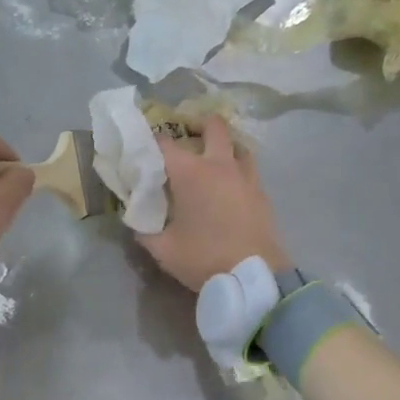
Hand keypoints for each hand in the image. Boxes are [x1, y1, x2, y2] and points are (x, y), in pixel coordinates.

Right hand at [136, 119, 289, 290]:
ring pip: (237, 145)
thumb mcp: (163, 249)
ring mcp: (246, 177)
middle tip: (186, 135)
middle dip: (198, 123)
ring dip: (223, 146)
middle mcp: (220, 165)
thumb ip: (145, 230)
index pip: (165, 143)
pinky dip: (236, 169)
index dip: (151, 141)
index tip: (143, 148)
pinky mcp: (262, 193)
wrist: (254, 276)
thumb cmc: (204, 258)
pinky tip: (228, 186)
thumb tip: (137, 221)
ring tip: (211, 160)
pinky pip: (248, 169)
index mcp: (191, 173)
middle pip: (213, 126)